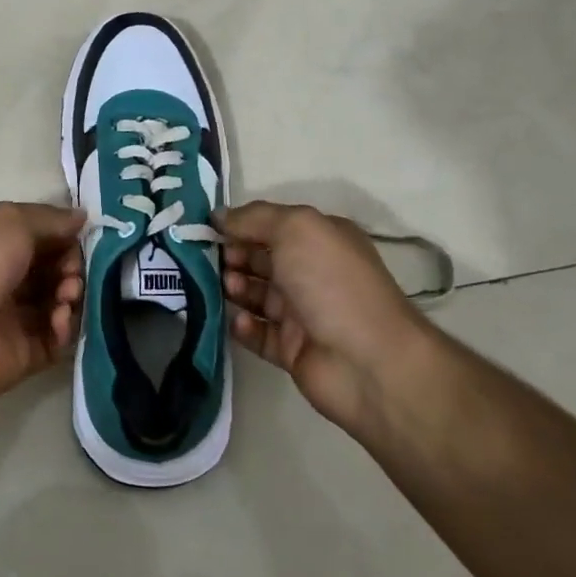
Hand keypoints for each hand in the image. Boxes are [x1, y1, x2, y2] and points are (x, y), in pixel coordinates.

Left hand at [0, 202, 85, 406]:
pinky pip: (59, 337)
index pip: (43, 237)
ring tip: (64, 298)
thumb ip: (51, 219)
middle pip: (56, 269)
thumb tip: (82, 216)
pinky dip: (65, 326)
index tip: (79, 240)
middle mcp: (6, 279)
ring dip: (71, 295)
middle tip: (70, 275)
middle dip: (71, 267)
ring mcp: (17, 318)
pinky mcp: (27, 352)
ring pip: (62, 301)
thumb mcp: (11, 222)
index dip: (65, 237)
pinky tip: (58, 321)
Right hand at [219, 201, 430, 435]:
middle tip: (209, 261)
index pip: (272, 225)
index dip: (240, 225)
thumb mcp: (296, 228)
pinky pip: (258, 334)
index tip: (207, 228)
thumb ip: (254, 217)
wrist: (368, 361)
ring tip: (228, 289)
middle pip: (260, 259)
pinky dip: (244, 327)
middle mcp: (312, 272)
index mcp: (320, 239)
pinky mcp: (292, 350)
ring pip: (256, 295)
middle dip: (232, 256)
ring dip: (235, 288)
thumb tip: (219, 215)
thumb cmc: (332, 282)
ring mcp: (303, 313)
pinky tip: (239, 322)